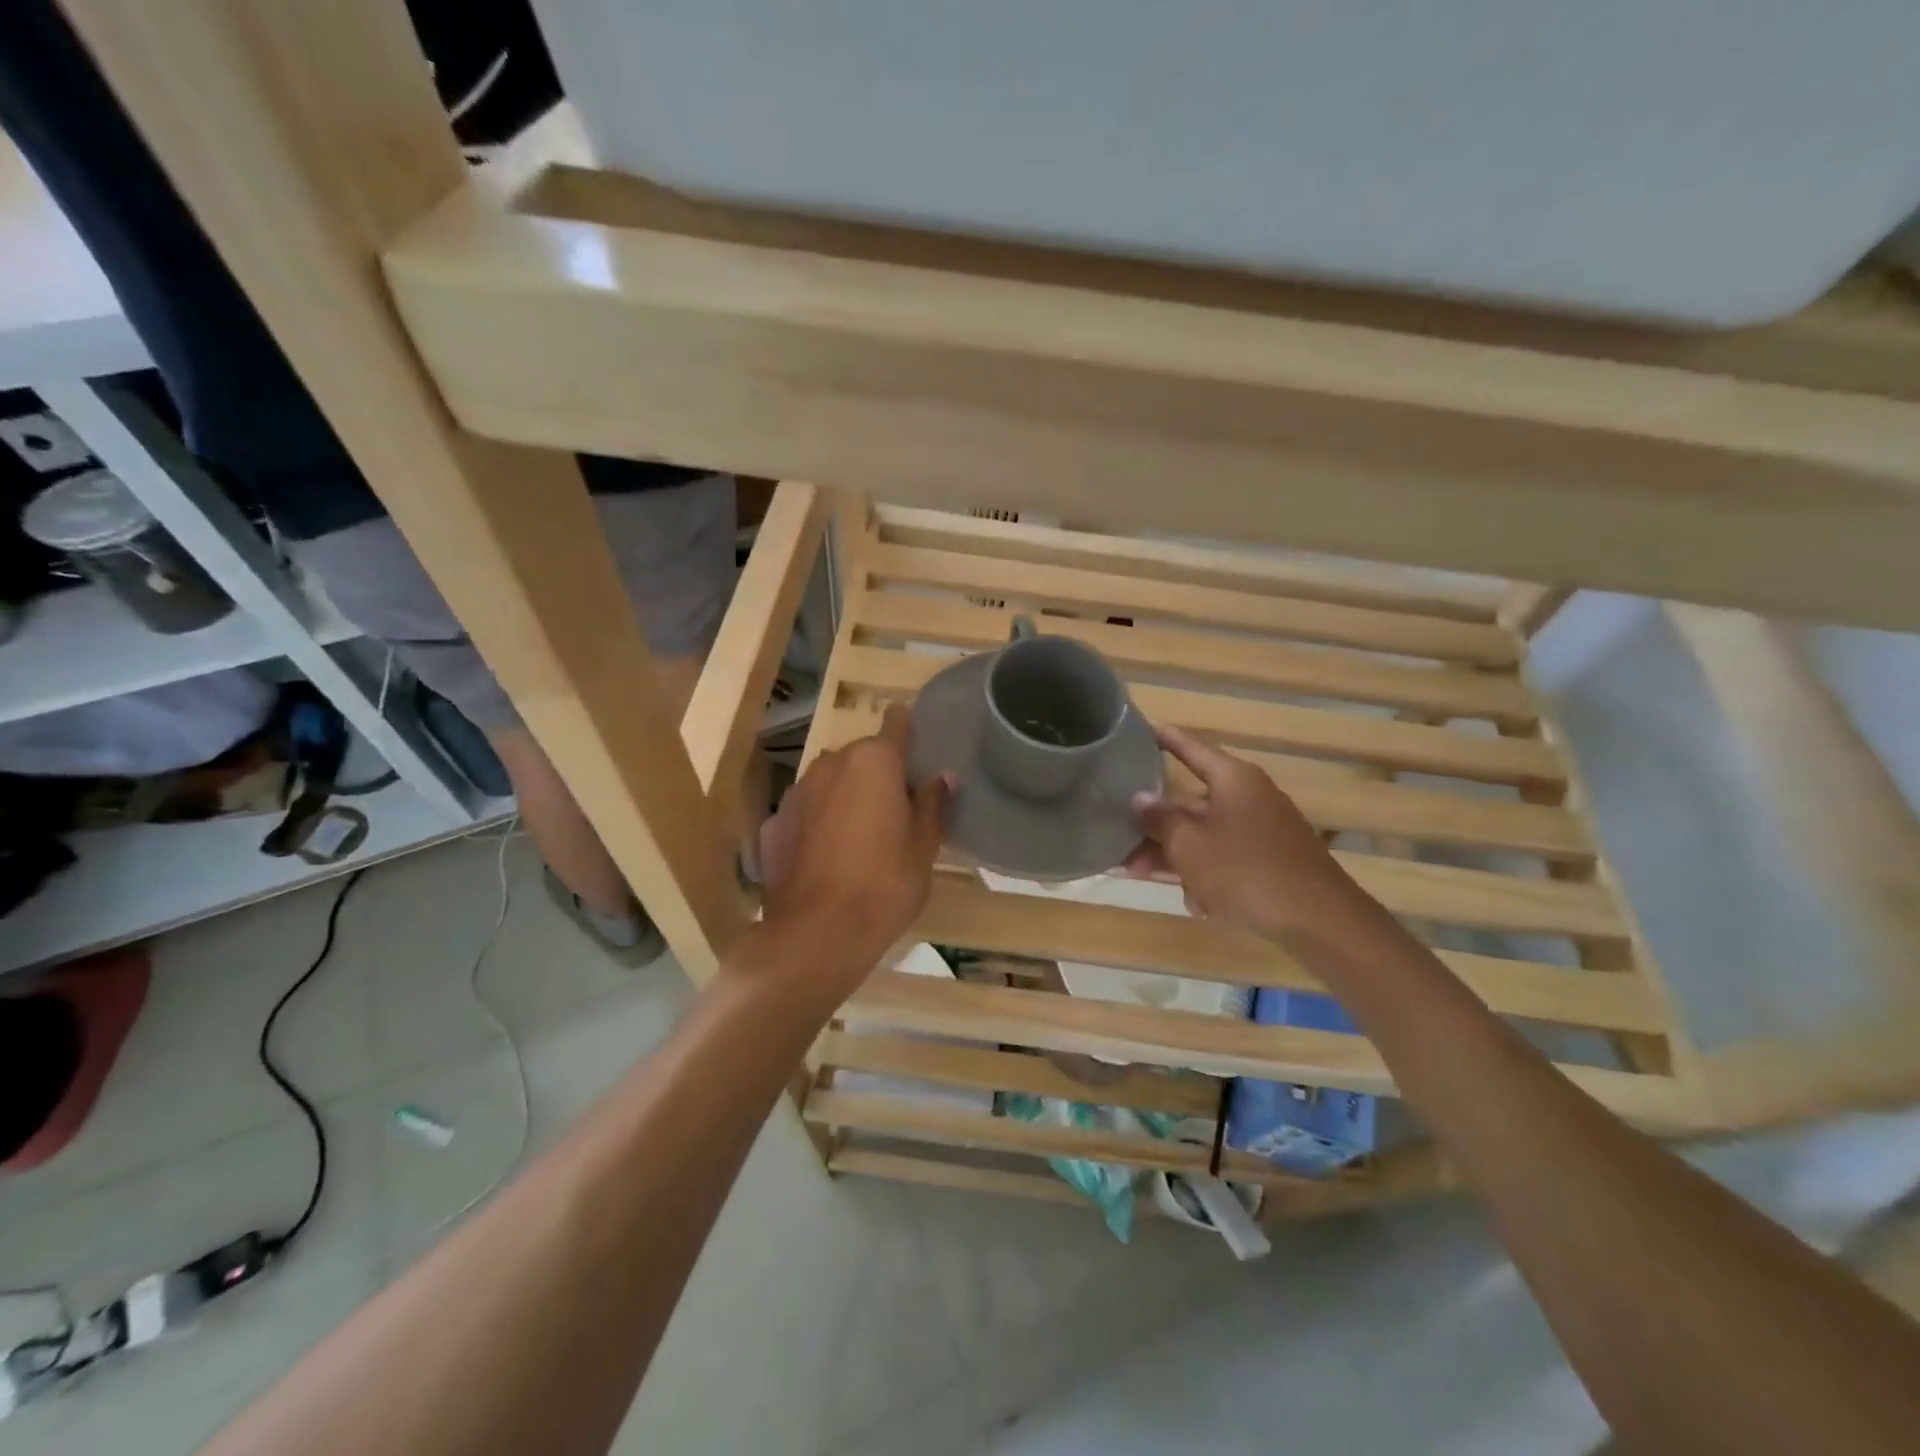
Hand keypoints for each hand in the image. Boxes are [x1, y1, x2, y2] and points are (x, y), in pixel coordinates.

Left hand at [757, 705, 950, 986]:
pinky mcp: (774, 823)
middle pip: (862, 755)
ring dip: (846, 795)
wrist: (816, 934)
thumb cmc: (885, 884)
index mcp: (874, 761)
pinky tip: (826, 857)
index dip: (908, 730)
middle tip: (897, 809)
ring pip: (831, 781)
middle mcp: (831, 763)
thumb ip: (933, 804)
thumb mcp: (924, 846)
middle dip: (878, 773)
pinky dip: (818, 822)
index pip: (896, 723)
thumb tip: (942, 777)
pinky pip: (806, 811)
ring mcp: (797, 792)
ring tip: (861, 836)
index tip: (917, 748)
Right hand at [1126, 724, 1358, 940]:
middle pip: (1191, 801)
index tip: (1142, 730)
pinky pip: (1227, 858)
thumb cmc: (1246, 872)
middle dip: (1156, 823)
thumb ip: (1160, 820)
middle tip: (1120, 838)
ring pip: (1206, 834)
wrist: (1320, 921)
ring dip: (1174, 853)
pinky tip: (1197, 904)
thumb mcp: (1190, 846)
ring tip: (1139, 874)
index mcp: (1233, 780)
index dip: (1166, 740)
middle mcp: (1250, 797)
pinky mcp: (1272, 860)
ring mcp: (1263, 830)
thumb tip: (1139, 798)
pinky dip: (1206, 874)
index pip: (1192, 749)